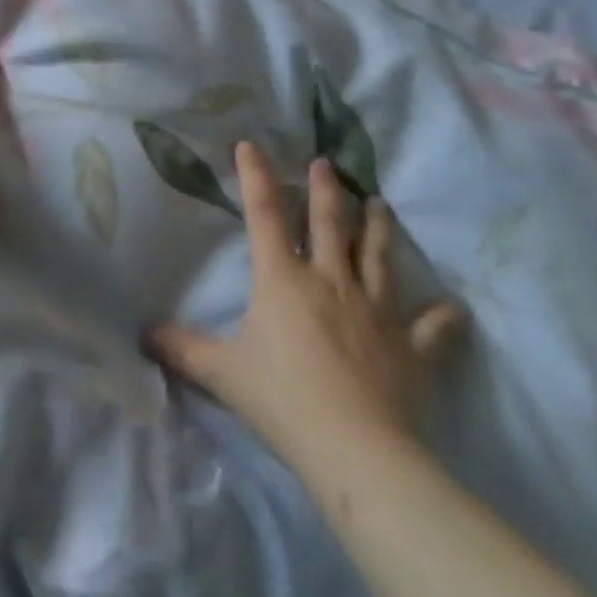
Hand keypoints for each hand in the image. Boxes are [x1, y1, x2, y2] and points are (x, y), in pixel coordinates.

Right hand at [147, 143, 464, 478]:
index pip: (263, 214)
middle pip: (329, 223)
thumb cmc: (283, 400)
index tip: (251, 144)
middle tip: (329, 164)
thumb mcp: (222, 373)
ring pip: (378, 257)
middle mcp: (330, 280)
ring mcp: (375, 310)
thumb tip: (142, 333)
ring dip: (379, 228)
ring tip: (381, 203)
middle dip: (327, 190)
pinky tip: (455, 309)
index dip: (256, 176)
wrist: (356, 452)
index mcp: (283, 278)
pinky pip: (431, 330)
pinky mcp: (411, 349)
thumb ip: (182, 349)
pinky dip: (444, 319)